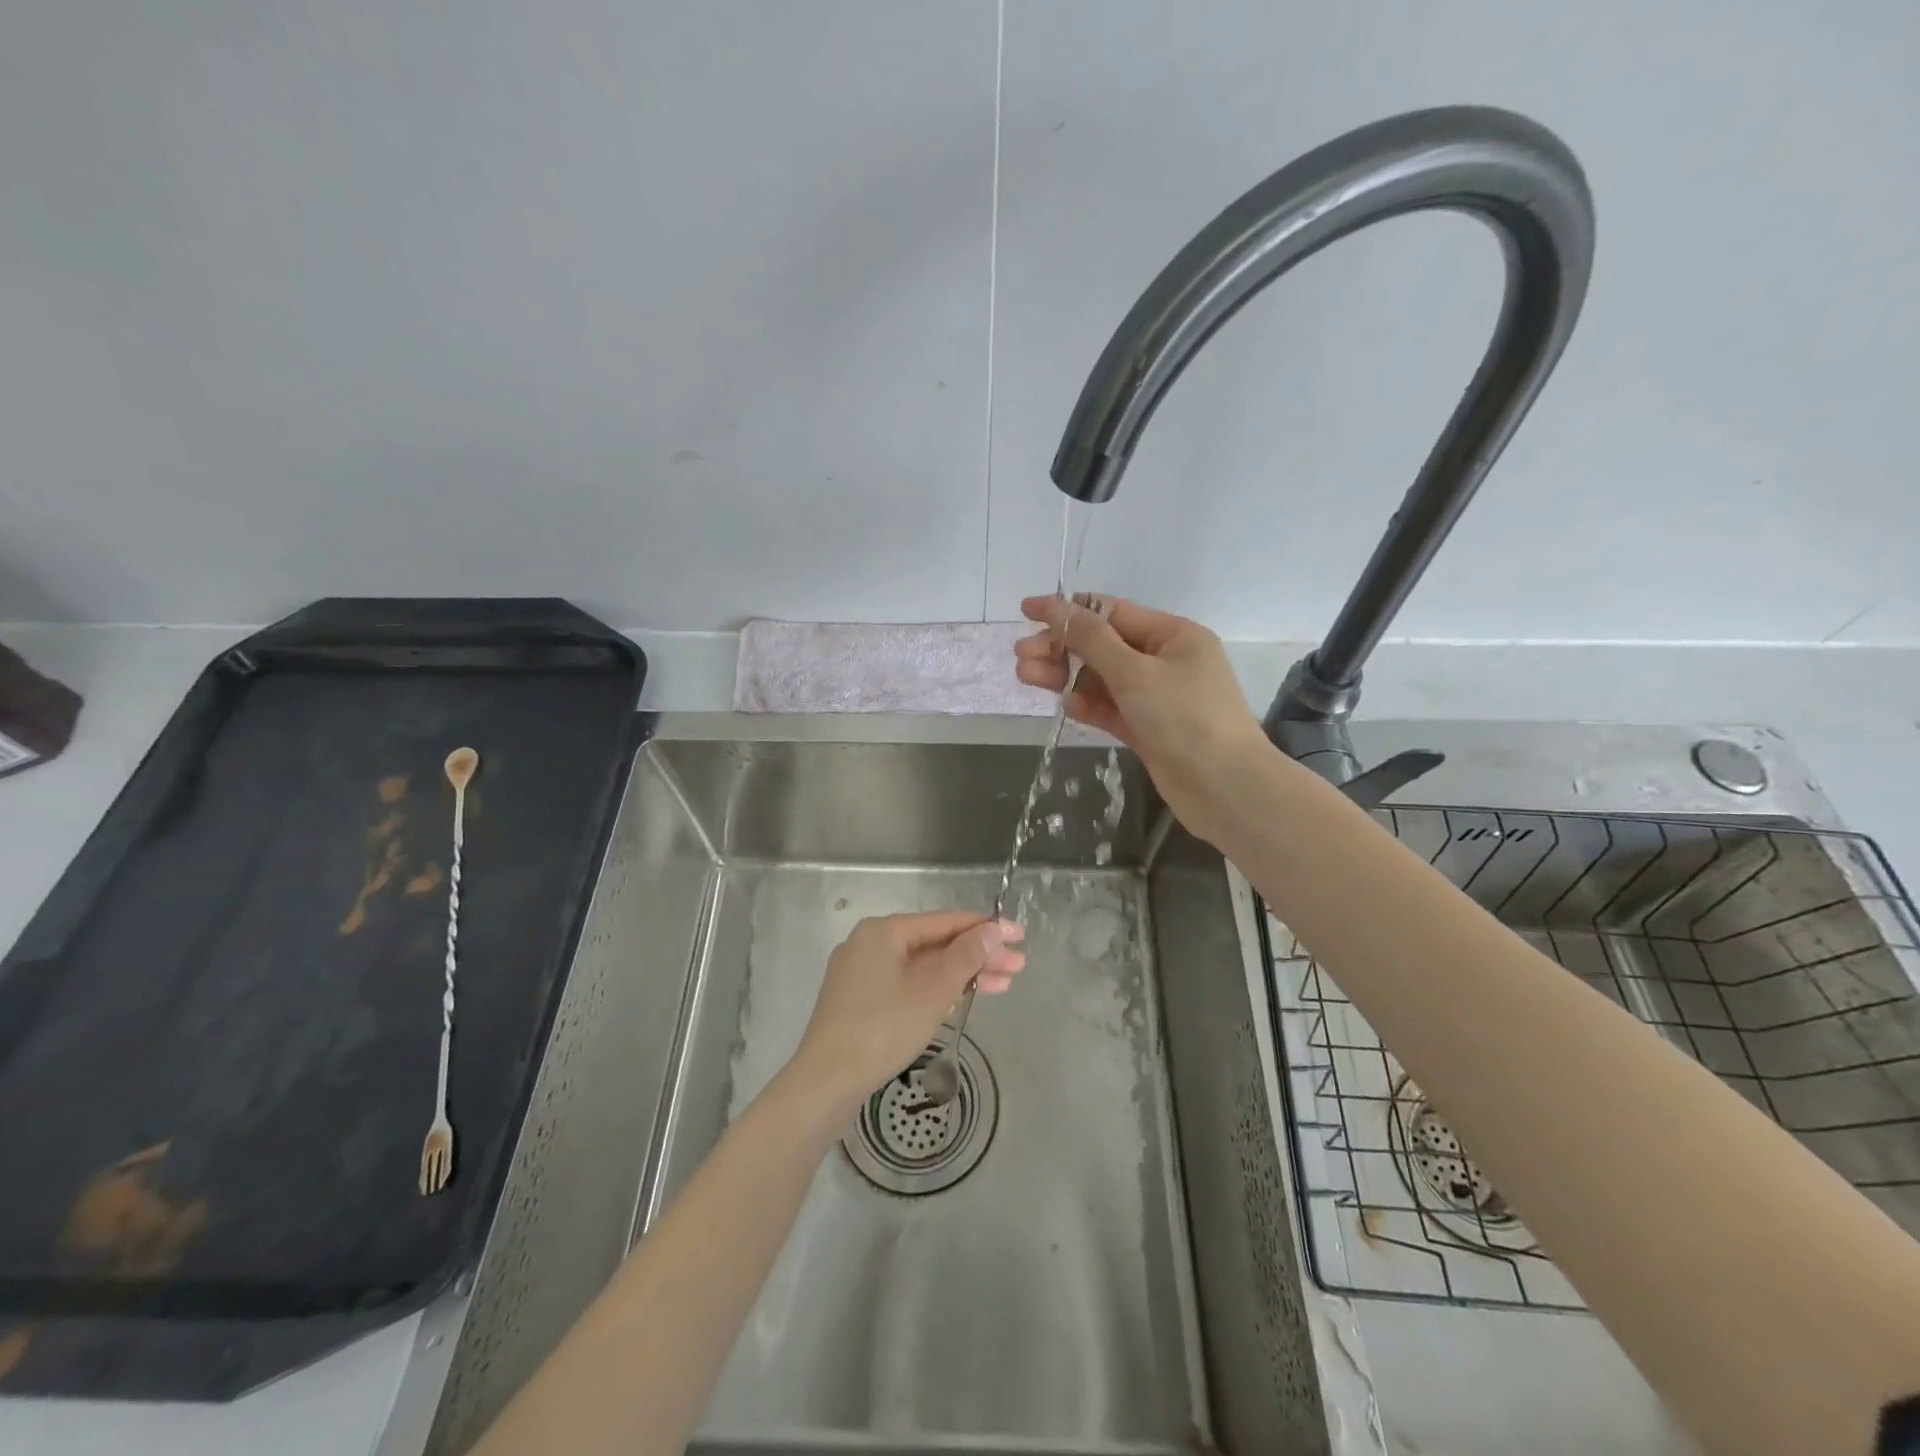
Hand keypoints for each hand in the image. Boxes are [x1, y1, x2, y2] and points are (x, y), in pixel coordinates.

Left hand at [789, 912, 1025, 1109]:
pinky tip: (963, 998)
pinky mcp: (860, 1000)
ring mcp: (862, 973)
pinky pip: (907, 984)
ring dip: (961, 975)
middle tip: (1018, 966)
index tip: (1019, 934)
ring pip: (922, 966)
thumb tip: (994, 930)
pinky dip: (936, 990)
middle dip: (978, 956)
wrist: (826, 1081)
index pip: (944, 921)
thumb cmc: (883, 1028)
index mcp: (884, 931)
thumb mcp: (933, 991)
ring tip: (1004, 985)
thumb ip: (966, 956)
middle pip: (935, 944)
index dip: (985, 928)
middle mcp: (870, 943)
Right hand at [1013, 594, 1270, 844]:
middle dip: (1061, 647)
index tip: (1026, 612)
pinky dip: (1087, 705)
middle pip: (1103, 646)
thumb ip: (1091, 640)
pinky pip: (1111, 709)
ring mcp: (1157, 697)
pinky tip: (1063, 705)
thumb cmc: (1185, 718)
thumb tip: (1056, 608)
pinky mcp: (1149, 729)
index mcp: (1173, 635)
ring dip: (1066, 676)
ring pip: (1102, 679)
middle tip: (1020, 657)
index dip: (1067, 610)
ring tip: (1026, 677)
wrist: (1225, 789)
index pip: (1111, 612)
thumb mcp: (1134, 672)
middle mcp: (1166, 661)